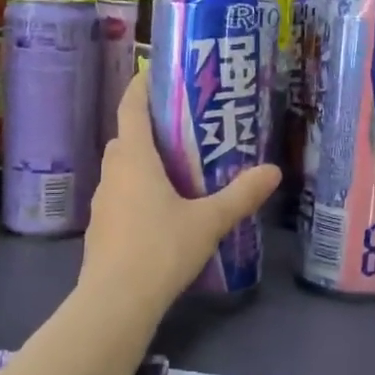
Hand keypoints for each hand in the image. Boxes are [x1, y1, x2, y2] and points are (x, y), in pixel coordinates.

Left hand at [81, 75, 280, 311]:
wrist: (115, 303)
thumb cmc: (160, 250)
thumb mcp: (209, 221)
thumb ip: (241, 195)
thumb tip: (273, 171)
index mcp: (134, 159)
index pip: (130, 108)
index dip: (141, 86)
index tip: (155, 71)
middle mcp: (113, 173)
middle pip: (126, 137)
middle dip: (150, 126)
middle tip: (184, 125)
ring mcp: (102, 202)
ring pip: (122, 168)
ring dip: (143, 160)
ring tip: (178, 166)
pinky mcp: (101, 228)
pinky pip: (120, 194)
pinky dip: (138, 189)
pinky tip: (162, 209)